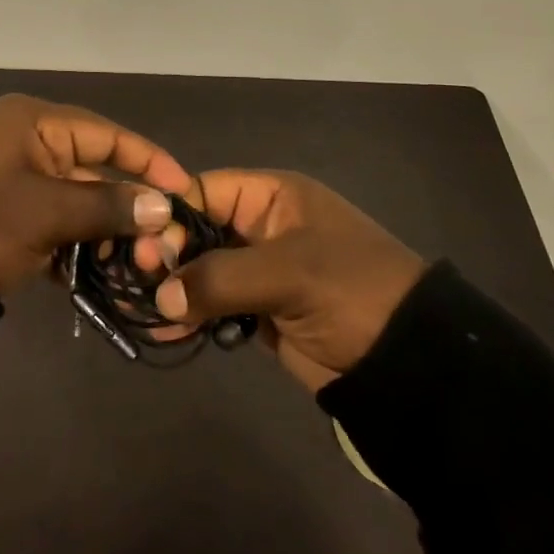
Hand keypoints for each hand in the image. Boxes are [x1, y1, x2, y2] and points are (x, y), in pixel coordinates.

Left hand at [0, 94, 190, 296]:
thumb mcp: (46, 212)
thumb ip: (106, 205)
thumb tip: (163, 206)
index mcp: (32, 122)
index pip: (105, 133)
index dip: (147, 159)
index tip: (184, 188)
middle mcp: (27, 141)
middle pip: (93, 167)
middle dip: (127, 204)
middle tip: (165, 239)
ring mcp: (16, 177)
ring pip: (76, 198)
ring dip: (104, 229)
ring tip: (139, 261)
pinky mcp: (9, 211)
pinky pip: (55, 219)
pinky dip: (75, 241)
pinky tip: (100, 270)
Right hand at [149, 169, 426, 390]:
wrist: (411, 363)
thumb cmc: (352, 292)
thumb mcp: (289, 273)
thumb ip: (221, 277)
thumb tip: (161, 295)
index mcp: (272, 197)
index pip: (204, 190)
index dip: (171, 214)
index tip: (145, 246)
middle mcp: (261, 226)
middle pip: (197, 229)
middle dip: (167, 252)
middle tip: (141, 279)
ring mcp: (260, 269)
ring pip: (202, 268)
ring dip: (174, 286)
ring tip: (143, 307)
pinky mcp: (261, 309)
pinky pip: (215, 303)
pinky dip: (192, 313)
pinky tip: (167, 329)